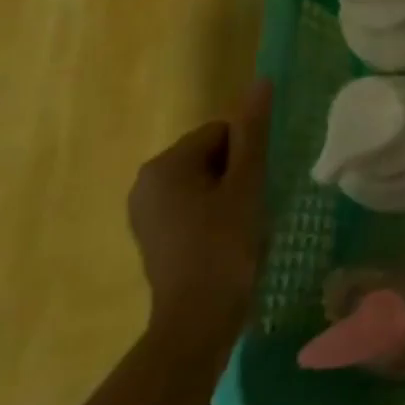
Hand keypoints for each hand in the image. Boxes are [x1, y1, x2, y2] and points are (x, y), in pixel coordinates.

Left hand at [128, 79, 273, 345]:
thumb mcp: (246, 184)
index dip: (248, 156)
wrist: (197, 323)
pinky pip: (189, 206)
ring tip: (240, 226)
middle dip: (235, 175)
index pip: (221, 132)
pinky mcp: (151, 237)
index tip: (256, 188)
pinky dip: (211, 215)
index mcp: (165, 164)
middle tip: (251, 208)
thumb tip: (261, 81)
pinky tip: (224, 241)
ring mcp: (144, 213)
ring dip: (226, 195)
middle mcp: (145, 182)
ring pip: (202, 182)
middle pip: (209, 155)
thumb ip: (253, 131)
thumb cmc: (224, 246)